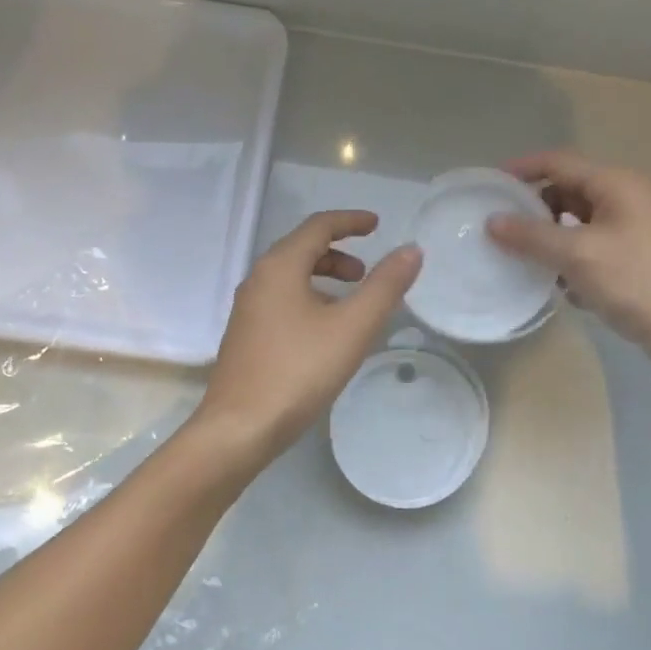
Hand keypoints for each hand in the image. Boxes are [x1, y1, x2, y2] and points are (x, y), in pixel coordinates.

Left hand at [192, 210, 422, 467]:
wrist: (239, 428)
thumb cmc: (298, 371)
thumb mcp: (352, 327)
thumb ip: (384, 286)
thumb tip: (411, 250)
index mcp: (280, 266)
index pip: (318, 226)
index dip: (350, 221)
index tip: (377, 225)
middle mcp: (258, 279)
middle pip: (301, 249)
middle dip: (338, 253)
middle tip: (366, 273)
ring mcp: (247, 309)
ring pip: (290, 277)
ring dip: (323, 278)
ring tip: (350, 304)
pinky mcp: (245, 336)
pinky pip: (281, 301)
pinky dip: (308, 299)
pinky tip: (324, 333)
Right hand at [485, 151, 650, 374]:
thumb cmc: (637, 281)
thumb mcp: (577, 255)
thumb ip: (531, 236)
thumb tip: (492, 222)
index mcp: (615, 185)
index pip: (558, 162)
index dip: (521, 169)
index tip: (488, 185)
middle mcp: (623, 199)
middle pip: (565, 191)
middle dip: (533, 208)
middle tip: (499, 226)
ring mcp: (630, 231)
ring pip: (575, 224)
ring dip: (549, 239)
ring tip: (521, 257)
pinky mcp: (631, 260)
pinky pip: (588, 249)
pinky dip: (568, 262)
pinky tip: (558, 287)